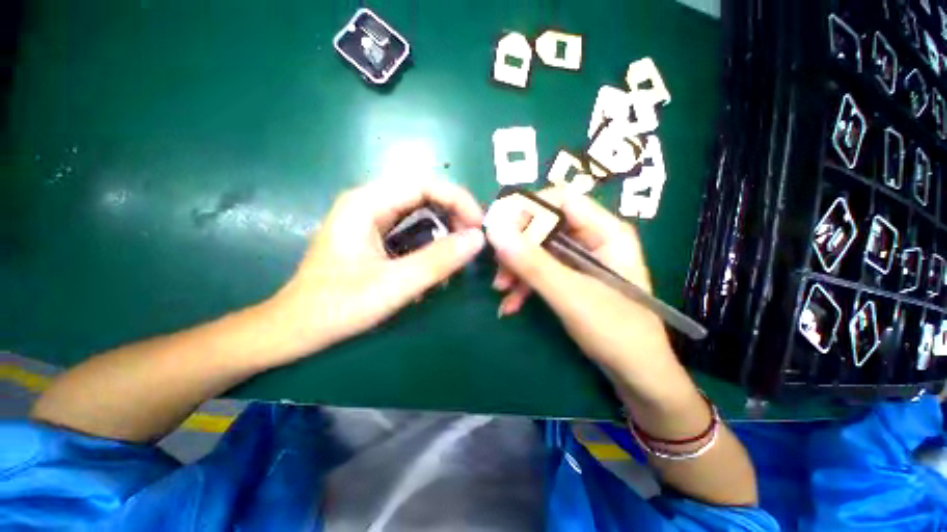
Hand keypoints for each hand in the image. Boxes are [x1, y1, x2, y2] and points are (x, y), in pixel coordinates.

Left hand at [265, 178, 484, 361]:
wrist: (296, 329)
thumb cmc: (337, 307)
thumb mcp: (394, 285)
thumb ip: (438, 261)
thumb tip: (478, 239)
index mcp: (367, 203)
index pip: (424, 184)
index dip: (458, 200)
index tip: (479, 227)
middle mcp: (369, 203)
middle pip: (424, 196)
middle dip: (453, 217)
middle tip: (471, 244)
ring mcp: (371, 220)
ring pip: (420, 214)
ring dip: (443, 233)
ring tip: (455, 259)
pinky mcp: (374, 237)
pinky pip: (411, 231)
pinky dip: (429, 245)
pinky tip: (434, 268)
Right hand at [485, 189, 693, 405]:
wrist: (637, 374)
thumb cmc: (616, 331)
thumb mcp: (571, 296)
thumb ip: (533, 264)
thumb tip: (495, 231)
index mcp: (605, 231)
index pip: (562, 199)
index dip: (528, 209)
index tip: (499, 228)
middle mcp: (592, 239)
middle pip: (545, 226)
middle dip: (517, 247)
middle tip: (498, 268)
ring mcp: (580, 260)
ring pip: (538, 250)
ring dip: (516, 269)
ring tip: (501, 290)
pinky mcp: (570, 278)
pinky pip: (541, 271)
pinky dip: (524, 284)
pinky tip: (511, 304)